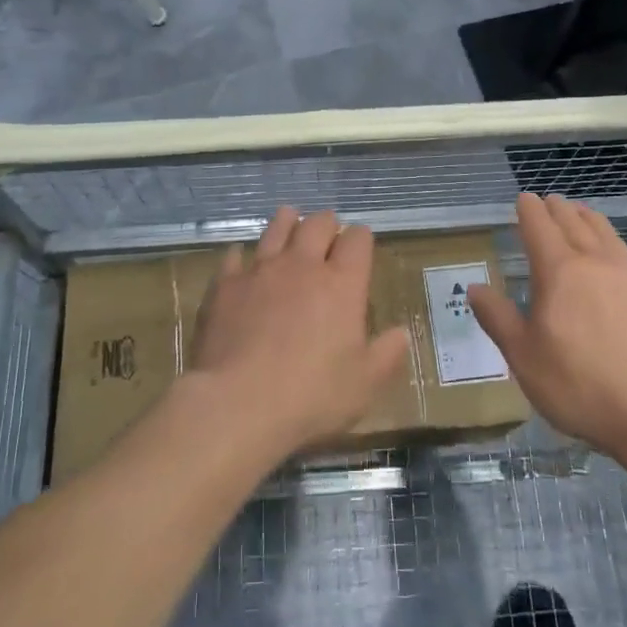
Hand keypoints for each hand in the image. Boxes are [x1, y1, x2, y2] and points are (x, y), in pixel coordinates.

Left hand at [189, 208, 409, 460]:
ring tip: (289, 222)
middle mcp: (302, 266)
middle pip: (317, 224)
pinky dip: (241, 256)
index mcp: (341, 284)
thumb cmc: (311, 396)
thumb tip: (401, 333)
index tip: (360, 246)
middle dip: (326, 224)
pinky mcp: (225, 284)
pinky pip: (234, 256)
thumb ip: (386, 354)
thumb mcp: (364, 385)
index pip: (357, 240)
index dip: (361, 239)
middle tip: (327, 233)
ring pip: (276, 228)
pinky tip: (241, 260)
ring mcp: (260, 270)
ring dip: (287, 223)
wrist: (237, 403)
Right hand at [468, 193, 626, 458]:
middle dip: (557, 209)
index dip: (528, 209)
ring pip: (606, 232)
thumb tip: (474, 288)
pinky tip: (622, 262)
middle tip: (549, 202)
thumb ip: (497, 318)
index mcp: (558, 271)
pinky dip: (620, 250)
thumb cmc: (580, 386)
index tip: (523, 199)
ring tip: (580, 216)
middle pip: (573, 221)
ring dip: (588, 219)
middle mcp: (596, 260)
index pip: (539, 225)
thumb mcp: (524, 357)